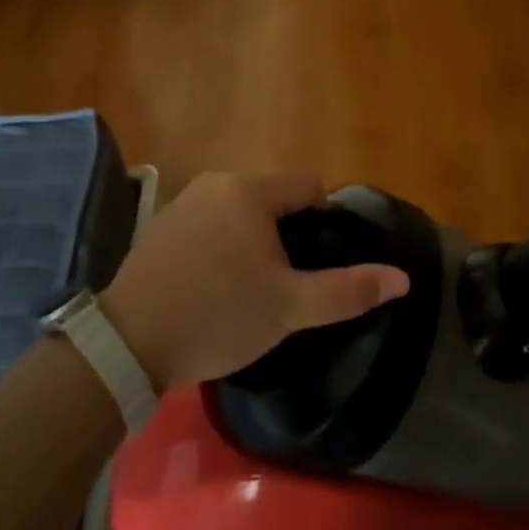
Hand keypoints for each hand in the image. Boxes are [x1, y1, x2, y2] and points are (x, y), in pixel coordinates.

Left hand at [99, 172, 410, 389]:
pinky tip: (212, 287)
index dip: (323, 223)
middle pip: (274, 199)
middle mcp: (216, 182)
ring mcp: (183, 202)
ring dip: (253, 241)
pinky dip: (221, 246)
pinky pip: (210, 224)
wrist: (125, 346)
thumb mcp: (289, 309)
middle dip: (287, 235)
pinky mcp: (161, 226)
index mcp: (250, 190)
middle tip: (283, 284)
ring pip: (241, 212)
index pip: (309, 187)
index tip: (314, 265)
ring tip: (248, 290)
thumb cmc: (217, 317)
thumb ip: (347, 290)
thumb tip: (403, 278)